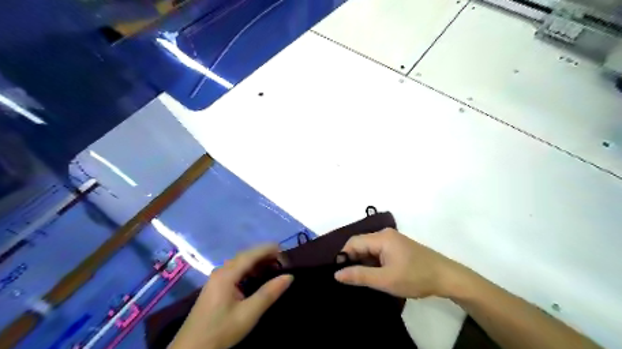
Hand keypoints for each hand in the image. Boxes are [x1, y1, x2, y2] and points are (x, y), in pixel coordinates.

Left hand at [169, 245, 293, 347]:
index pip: (252, 253)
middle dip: (265, 255)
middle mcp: (221, 270)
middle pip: (247, 255)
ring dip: (258, 262)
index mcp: (227, 274)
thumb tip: (289, 276)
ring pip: (241, 262)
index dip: (269, 250)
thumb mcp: (248, 314)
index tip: (286, 254)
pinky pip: (237, 270)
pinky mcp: (217, 285)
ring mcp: (217, 277)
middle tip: (283, 263)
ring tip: (274, 269)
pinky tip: (258, 277)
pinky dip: (250, 270)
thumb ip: (269, 293)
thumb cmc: (220, 331)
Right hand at [335, 227, 460, 297]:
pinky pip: (378, 252)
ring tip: (362, 279)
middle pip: (361, 244)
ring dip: (364, 263)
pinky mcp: (397, 247)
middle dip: (354, 260)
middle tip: (351, 279)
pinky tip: (375, 275)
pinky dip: (373, 262)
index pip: (353, 242)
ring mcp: (392, 240)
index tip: (341, 274)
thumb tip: (336, 274)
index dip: (344, 256)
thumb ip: (360, 275)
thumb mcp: (385, 280)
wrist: (446, 277)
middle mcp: (385, 234)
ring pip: (369, 249)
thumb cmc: (415, 277)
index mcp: (381, 237)